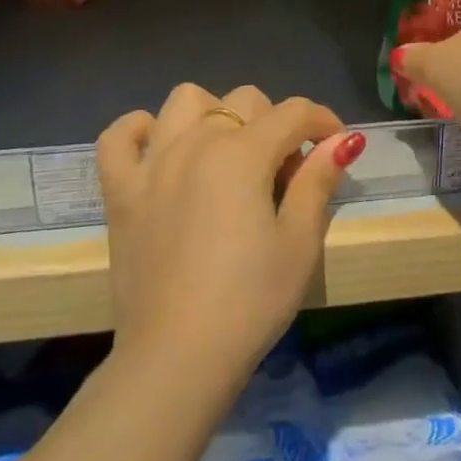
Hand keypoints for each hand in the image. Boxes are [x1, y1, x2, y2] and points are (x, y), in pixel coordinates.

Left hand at [96, 84, 363, 395]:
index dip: (323, 121)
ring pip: (185, 101)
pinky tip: (159, 148)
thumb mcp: (300, 243)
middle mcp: (195, 143)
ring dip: (214, 114)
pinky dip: (138, 130)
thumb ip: (318, 181)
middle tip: (284, 172)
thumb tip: (341, 140)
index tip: (337, 145)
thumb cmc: (249, 302)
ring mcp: (152, 164)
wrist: (176, 360)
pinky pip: (119, 137)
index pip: (294, 113)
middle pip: (245, 101)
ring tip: (226, 154)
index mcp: (242, 154)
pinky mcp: (120, 192)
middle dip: (275, 124)